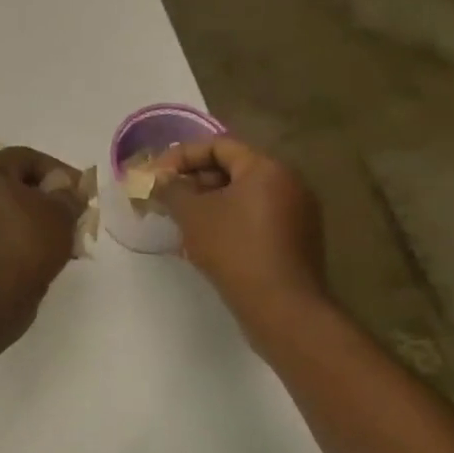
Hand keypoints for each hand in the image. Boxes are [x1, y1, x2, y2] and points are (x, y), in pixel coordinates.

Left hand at [0, 146, 84, 337]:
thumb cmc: (26, 243)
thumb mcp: (61, 212)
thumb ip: (69, 193)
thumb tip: (67, 189)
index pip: (26, 157)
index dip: (58, 169)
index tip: (79, 189)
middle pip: (14, 184)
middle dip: (47, 197)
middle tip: (73, 212)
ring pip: (7, 211)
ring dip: (35, 220)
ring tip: (63, 237)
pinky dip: (20, 238)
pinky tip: (44, 254)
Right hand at [154, 137, 326, 334]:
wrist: (281, 307)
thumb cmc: (234, 249)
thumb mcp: (192, 214)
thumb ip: (170, 189)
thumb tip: (157, 179)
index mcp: (267, 168)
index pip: (218, 145)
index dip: (181, 156)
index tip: (156, 175)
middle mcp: (288, 183)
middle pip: (232, 169)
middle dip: (193, 180)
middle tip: (165, 197)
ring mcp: (297, 213)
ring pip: (242, 195)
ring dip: (208, 202)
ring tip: (180, 219)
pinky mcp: (296, 240)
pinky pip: (255, 217)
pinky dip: (228, 220)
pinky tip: (205, 240)